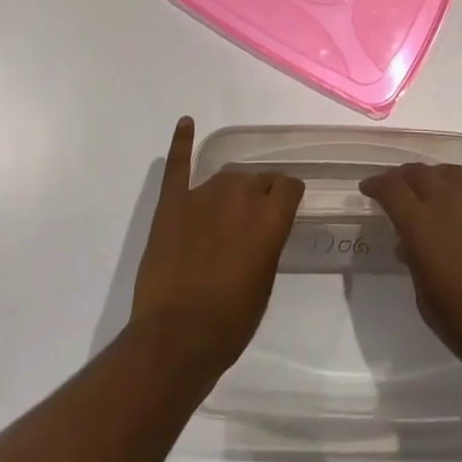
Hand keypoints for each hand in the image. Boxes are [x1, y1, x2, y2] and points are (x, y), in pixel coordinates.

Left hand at [128, 117, 303, 381]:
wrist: (176, 338)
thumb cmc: (229, 322)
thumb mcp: (264, 283)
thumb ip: (267, 243)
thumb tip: (263, 228)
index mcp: (269, 217)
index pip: (289, 186)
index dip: (288, 197)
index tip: (285, 208)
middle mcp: (240, 195)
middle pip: (256, 179)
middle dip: (258, 195)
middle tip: (250, 222)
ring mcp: (203, 195)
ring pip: (225, 177)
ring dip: (230, 190)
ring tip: (225, 211)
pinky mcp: (172, 203)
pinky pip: (178, 165)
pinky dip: (181, 142)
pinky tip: (186, 123)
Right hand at [359, 162, 461, 382]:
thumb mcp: (425, 298)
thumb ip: (414, 261)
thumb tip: (409, 244)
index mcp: (422, 223)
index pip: (391, 188)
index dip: (376, 184)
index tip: (368, 188)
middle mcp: (450, 201)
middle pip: (420, 172)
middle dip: (403, 177)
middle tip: (398, 188)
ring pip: (452, 174)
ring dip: (435, 179)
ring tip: (433, 192)